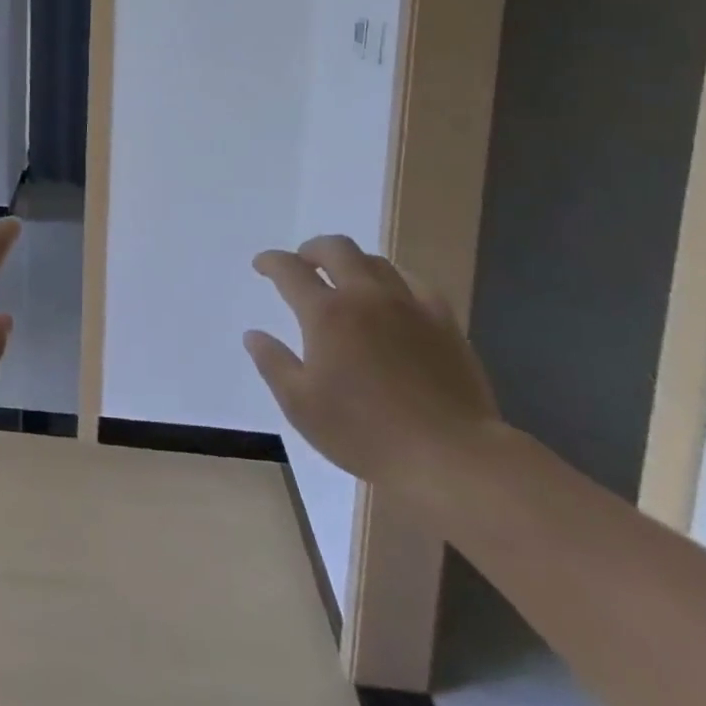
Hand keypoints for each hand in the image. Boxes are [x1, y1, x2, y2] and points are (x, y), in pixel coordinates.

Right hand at [245, 234, 501, 501]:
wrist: (451, 456)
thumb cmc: (365, 433)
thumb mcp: (301, 405)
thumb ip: (273, 363)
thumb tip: (254, 335)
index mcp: (326, 314)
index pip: (290, 270)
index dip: (271, 262)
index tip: (261, 265)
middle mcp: (365, 297)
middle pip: (336, 249)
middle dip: (312, 249)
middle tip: (303, 262)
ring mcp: (408, 305)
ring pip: (375, 261)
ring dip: (351, 262)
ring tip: (345, 279)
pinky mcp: (443, 321)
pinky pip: (414, 283)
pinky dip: (393, 280)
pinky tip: (392, 296)